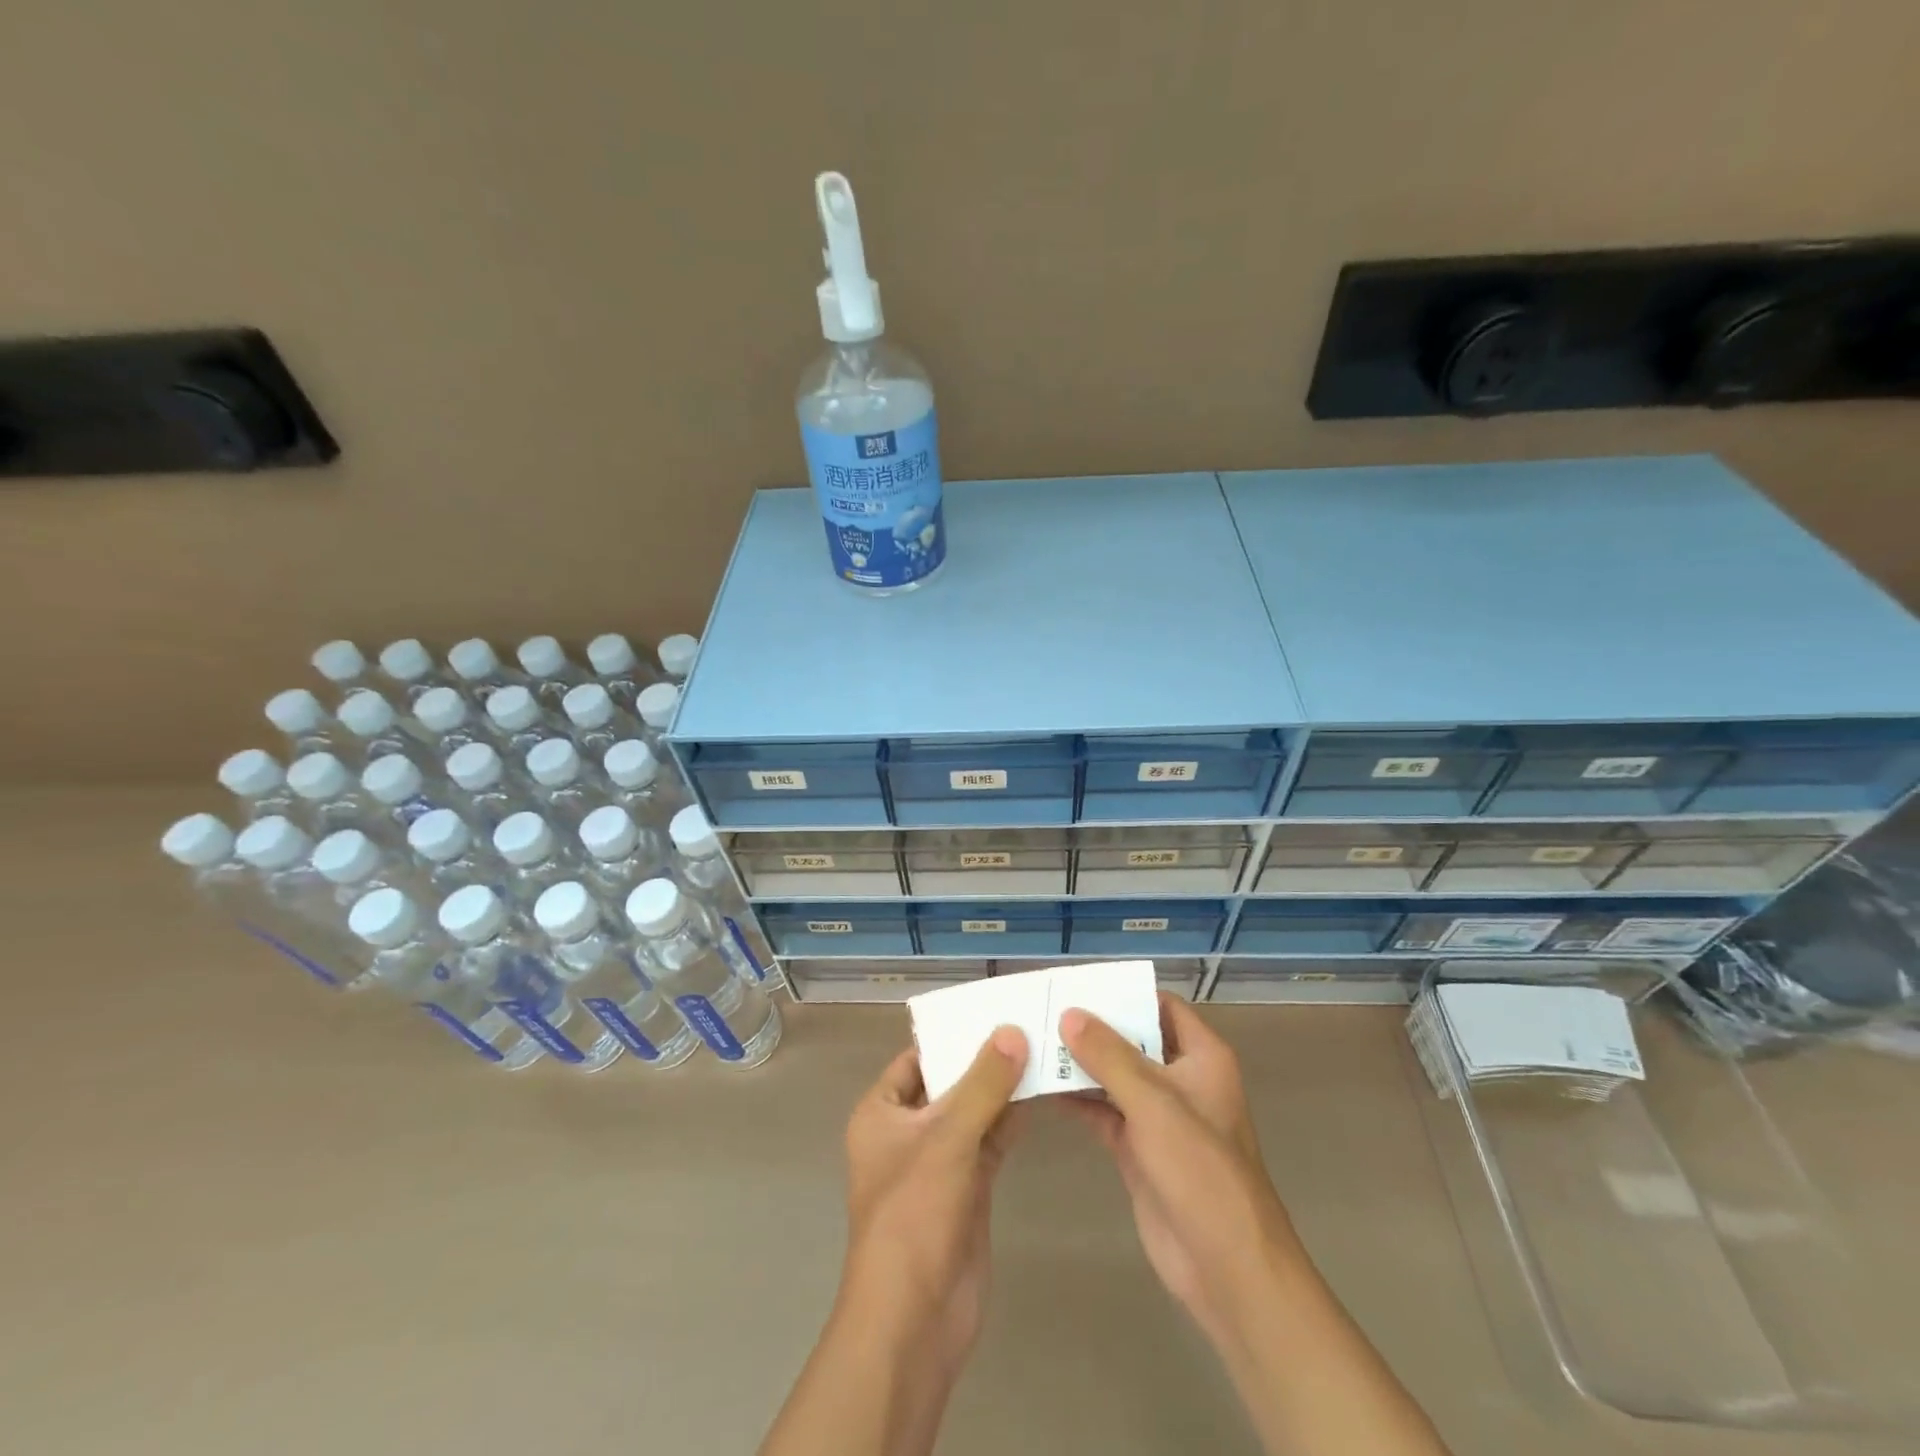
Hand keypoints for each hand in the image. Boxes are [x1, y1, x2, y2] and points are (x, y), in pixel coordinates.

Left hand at [760, 1029, 1028, 1455]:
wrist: (915, 1320)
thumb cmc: (914, 1216)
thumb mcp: (947, 1139)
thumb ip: (983, 1084)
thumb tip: (1012, 1031)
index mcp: (882, 1112)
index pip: (917, 1056)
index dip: (952, 1033)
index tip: (994, 1008)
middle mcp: (907, 1131)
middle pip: (949, 1081)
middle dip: (984, 1058)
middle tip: (1029, 1021)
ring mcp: (938, 1162)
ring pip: (973, 1111)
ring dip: (1003, 1088)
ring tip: (1043, 1048)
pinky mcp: (967, 1188)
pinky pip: (990, 1141)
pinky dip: (1012, 1120)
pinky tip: (1042, 1094)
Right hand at [1060, 995, 1302, 1346]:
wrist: (1226, 1266)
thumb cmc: (1200, 1170)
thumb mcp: (1154, 1103)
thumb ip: (1109, 1056)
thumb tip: (1070, 1013)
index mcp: (1201, 1057)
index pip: (1160, 1006)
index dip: (1124, 993)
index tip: (1077, 984)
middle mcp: (1180, 1079)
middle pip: (1132, 1039)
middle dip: (1091, 1027)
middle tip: (1042, 1009)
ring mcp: (1158, 1116)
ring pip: (1113, 1076)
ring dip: (1078, 1063)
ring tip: (1031, 1041)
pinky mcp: (1138, 1148)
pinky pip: (1102, 1111)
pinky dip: (1075, 1099)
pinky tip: (1039, 1087)